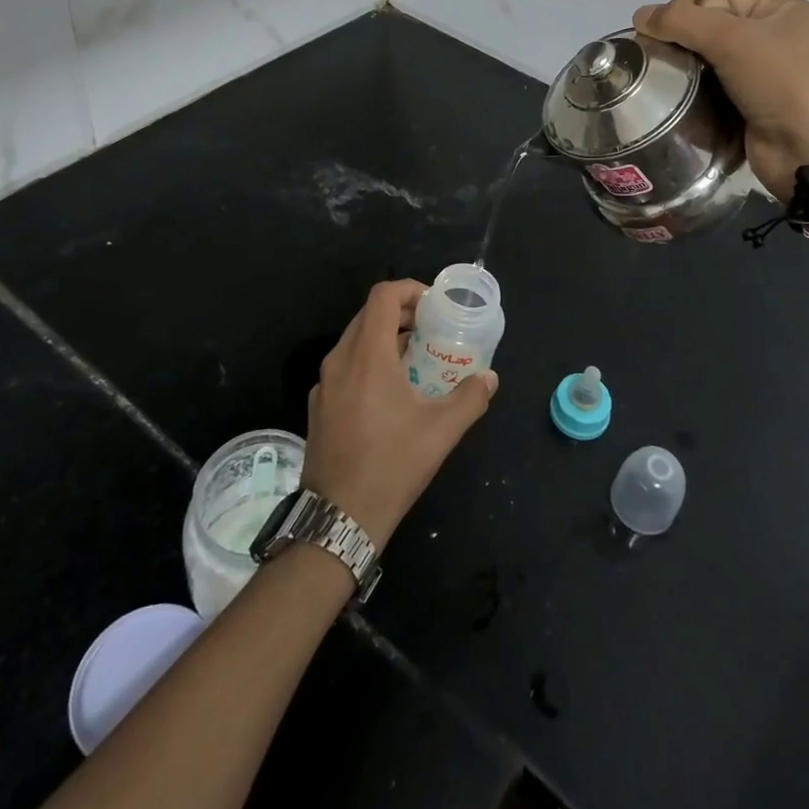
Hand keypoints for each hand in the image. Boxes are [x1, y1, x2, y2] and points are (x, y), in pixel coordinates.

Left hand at [303, 281, 497, 548]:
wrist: (338, 518)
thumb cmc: (392, 465)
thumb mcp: (441, 431)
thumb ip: (470, 398)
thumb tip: (490, 378)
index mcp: (368, 354)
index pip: (383, 295)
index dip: (410, 289)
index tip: (434, 305)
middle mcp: (340, 359)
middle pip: (368, 314)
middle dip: (400, 312)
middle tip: (430, 329)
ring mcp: (324, 383)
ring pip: (354, 340)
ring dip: (384, 338)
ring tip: (414, 359)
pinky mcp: (318, 405)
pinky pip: (344, 366)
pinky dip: (368, 361)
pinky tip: (388, 393)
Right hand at [635, 0, 808, 203]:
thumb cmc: (782, 82)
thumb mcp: (732, 39)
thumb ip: (682, 21)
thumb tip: (639, 15)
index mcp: (782, 10)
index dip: (690, 11)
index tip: (671, 37)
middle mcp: (776, 39)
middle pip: (711, 28)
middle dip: (683, 42)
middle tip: (663, 62)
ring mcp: (766, 77)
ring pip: (709, 63)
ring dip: (687, 72)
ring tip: (666, 85)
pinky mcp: (752, 109)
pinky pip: (714, 93)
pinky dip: (697, 97)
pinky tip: (680, 106)